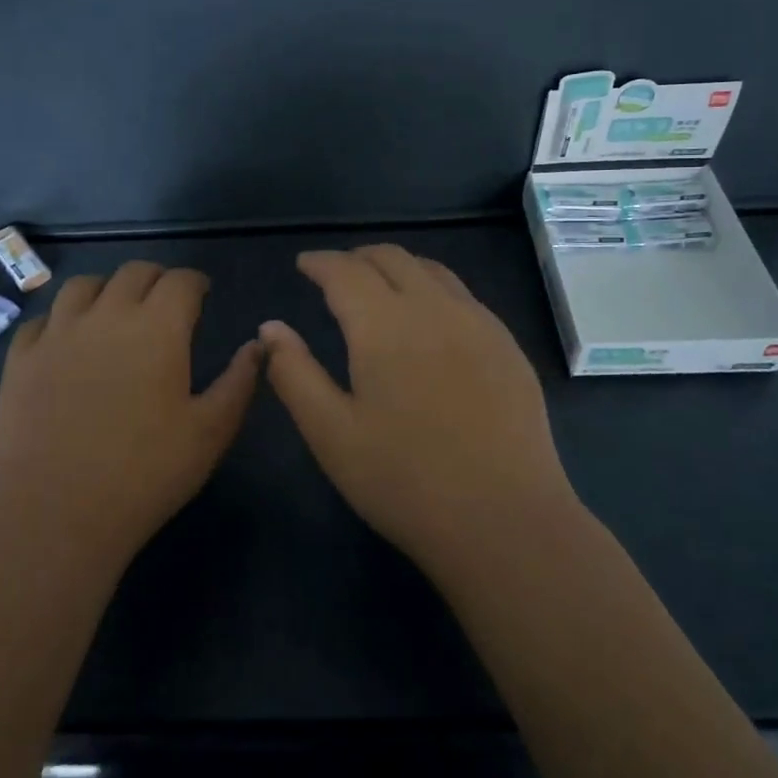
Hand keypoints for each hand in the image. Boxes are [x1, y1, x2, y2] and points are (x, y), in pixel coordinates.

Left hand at [0, 261, 260, 573]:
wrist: (55, 514)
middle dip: (156, 278)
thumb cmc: (146, 474)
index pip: (180, 281)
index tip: (203, 293)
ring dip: (107, 289)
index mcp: (158, 327)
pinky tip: (67, 341)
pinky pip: (42, 320)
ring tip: (115, 310)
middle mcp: (107, 315)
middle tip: (166, 301)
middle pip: (133, 272)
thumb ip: (239, 381)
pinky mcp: (20, 359)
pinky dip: (61, 319)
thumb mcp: (211, 432)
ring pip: (83, 285)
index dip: (195, 282)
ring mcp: (57, 334)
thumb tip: (258, 345)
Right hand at [260, 245, 579, 581]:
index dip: (320, 262)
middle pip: (391, 258)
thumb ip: (294, 373)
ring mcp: (478, 323)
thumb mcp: (331, 434)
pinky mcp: (507, 345)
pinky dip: (432, 287)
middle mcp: (433, 308)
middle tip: (335, 274)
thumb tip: (270, 327)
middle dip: (357, 257)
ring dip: (397, 267)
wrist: (505, 520)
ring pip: (431, 270)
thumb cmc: (404, 481)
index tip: (303, 264)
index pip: (345, 271)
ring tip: (379, 285)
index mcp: (384, 324)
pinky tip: (430, 318)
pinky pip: (463, 295)